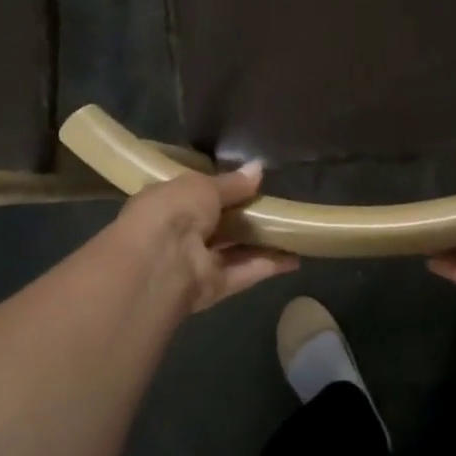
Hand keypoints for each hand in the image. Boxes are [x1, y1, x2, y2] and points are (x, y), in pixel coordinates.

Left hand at [114, 162, 298, 315]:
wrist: (160, 262)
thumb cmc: (174, 211)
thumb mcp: (203, 186)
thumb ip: (232, 183)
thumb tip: (258, 168)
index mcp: (167, 202)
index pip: (196, 194)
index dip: (222, 189)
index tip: (251, 183)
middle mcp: (179, 233)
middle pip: (218, 224)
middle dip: (245, 217)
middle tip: (279, 206)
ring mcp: (195, 262)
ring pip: (233, 251)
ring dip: (262, 243)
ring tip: (294, 231)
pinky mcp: (213, 287)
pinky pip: (243, 272)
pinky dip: (268, 265)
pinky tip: (295, 258)